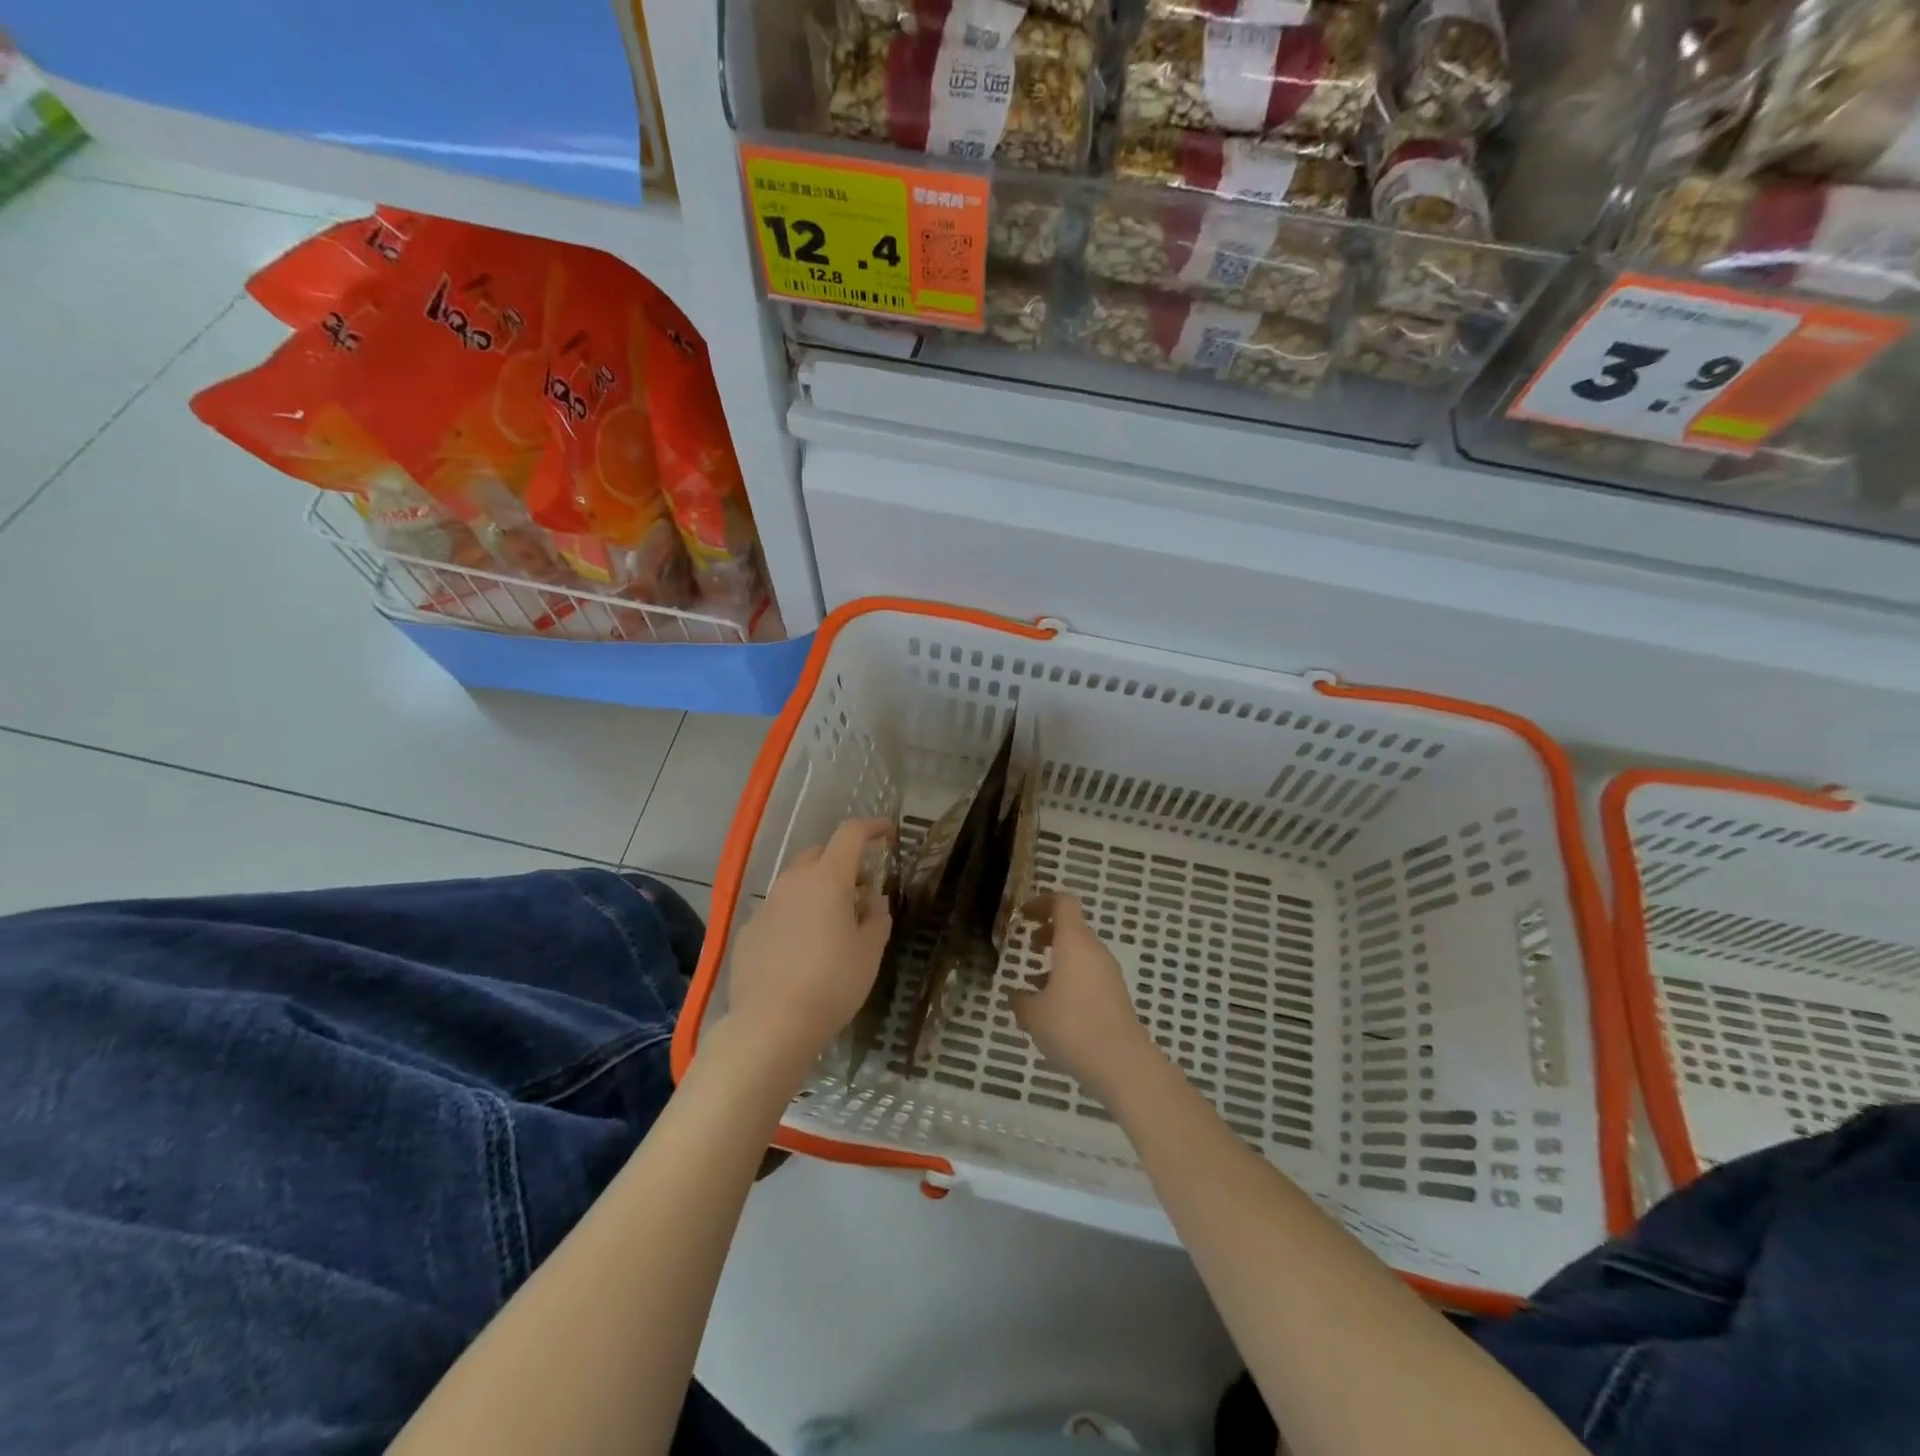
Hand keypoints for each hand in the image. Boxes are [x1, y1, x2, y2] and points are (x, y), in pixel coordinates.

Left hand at [725, 817, 893, 1064]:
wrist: (769, 1026)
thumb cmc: (832, 985)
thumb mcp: (869, 952)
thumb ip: (877, 918)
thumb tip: (873, 901)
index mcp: (827, 879)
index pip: (850, 834)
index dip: (872, 827)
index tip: (888, 832)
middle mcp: (793, 882)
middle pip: (820, 854)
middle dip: (843, 862)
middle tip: (861, 889)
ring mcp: (766, 906)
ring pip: (796, 882)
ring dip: (818, 889)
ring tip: (833, 922)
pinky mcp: (748, 931)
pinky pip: (778, 911)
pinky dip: (795, 916)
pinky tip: (802, 949)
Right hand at [1007, 894, 1155, 1093]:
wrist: (1122, 1063)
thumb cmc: (1072, 1028)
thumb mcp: (1033, 1015)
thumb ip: (1020, 999)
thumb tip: (1016, 994)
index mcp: (1074, 943)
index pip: (1063, 903)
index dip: (1042, 902)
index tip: (1023, 914)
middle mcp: (1094, 951)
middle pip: (1072, 926)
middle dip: (1048, 931)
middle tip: (1028, 944)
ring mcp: (1108, 973)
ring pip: (1081, 951)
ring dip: (1058, 957)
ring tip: (1035, 979)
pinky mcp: (1115, 994)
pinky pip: (1089, 972)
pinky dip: (1070, 976)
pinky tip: (1054, 1005)